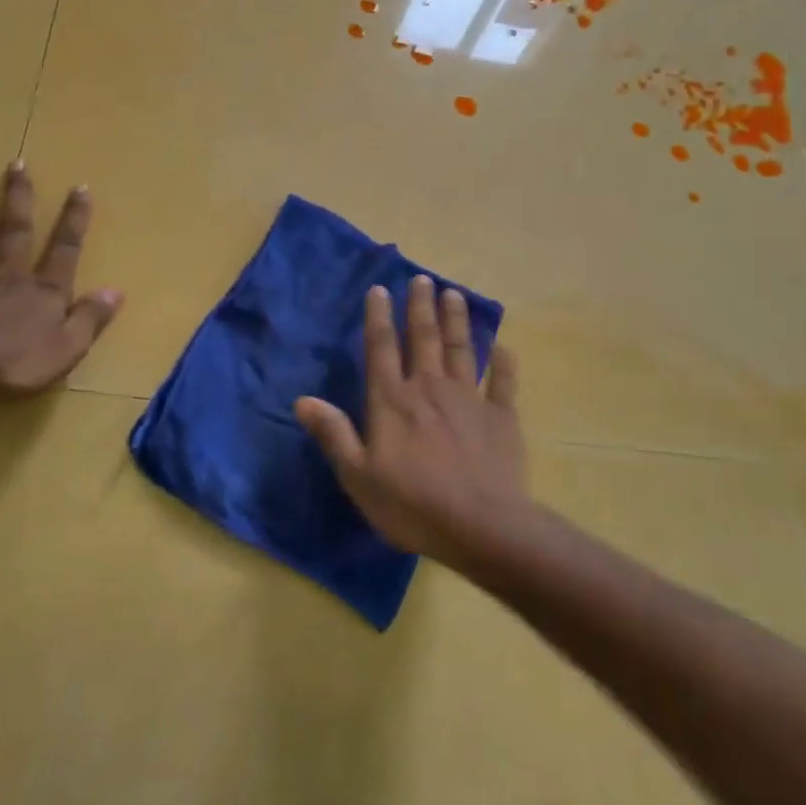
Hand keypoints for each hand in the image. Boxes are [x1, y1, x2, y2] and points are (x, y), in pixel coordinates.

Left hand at [0, 165, 123, 395]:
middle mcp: (7, 277)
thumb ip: (91, 317)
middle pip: (14, 232)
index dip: (74, 219)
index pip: (65, 249)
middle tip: (17, 164)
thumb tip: (115, 290)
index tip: (80, 187)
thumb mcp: (68, 347)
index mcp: (43, 291)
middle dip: (19, 198)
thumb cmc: (16, 362)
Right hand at [294, 275, 526, 565]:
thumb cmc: (411, 504)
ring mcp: (469, 399)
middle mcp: (429, 388)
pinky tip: (503, 346)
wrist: (481, 525)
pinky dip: (503, 362)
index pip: (381, 348)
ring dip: (456, 320)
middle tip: (421, 279)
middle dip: (420, 306)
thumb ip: (334, 434)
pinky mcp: (501, 416)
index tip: (380, 289)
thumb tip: (302, 400)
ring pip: (461, 349)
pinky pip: (503, 382)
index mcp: (392, 401)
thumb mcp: (358, 476)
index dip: (378, 317)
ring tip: (453, 293)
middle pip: (424, 338)